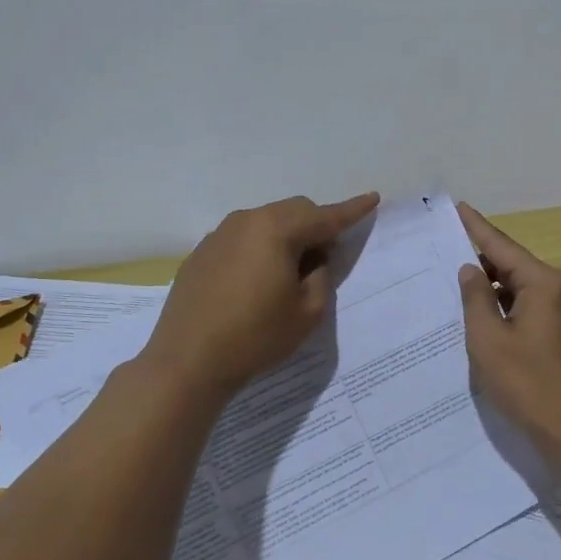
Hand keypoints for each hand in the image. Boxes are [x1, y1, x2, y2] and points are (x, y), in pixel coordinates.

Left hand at [144, 192, 379, 394]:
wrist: (187, 361)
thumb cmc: (256, 336)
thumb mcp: (308, 311)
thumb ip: (321, 275)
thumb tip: (313, 258)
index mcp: (276, 230)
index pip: (325, 216)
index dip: (352, 210)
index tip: (373, 198)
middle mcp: (246, 221)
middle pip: (294, 211)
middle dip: (316, 227)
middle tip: (326, 259)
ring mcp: (219, 235)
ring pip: (266, 223)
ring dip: (287, 238)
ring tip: (290, 274)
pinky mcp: (201, 254)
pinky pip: (242, 239)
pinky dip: (260, 249)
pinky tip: (256, 282)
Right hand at [456, 202, 560, 442]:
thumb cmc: (528, 383)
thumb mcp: (489, 339)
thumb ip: (476, 299)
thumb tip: (470, 270)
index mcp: (542, 282)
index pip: (500, 246)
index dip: (475, 227)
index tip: (457, 207)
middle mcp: (556, 289)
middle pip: (510, 264)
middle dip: (478, 258)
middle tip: (441, 249)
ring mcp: (560, 312)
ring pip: (516, 287)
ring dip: (488, 286)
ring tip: (450, 280)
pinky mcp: (558, 333)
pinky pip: (524, 306)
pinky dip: (500, 306)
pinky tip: (476, 313)